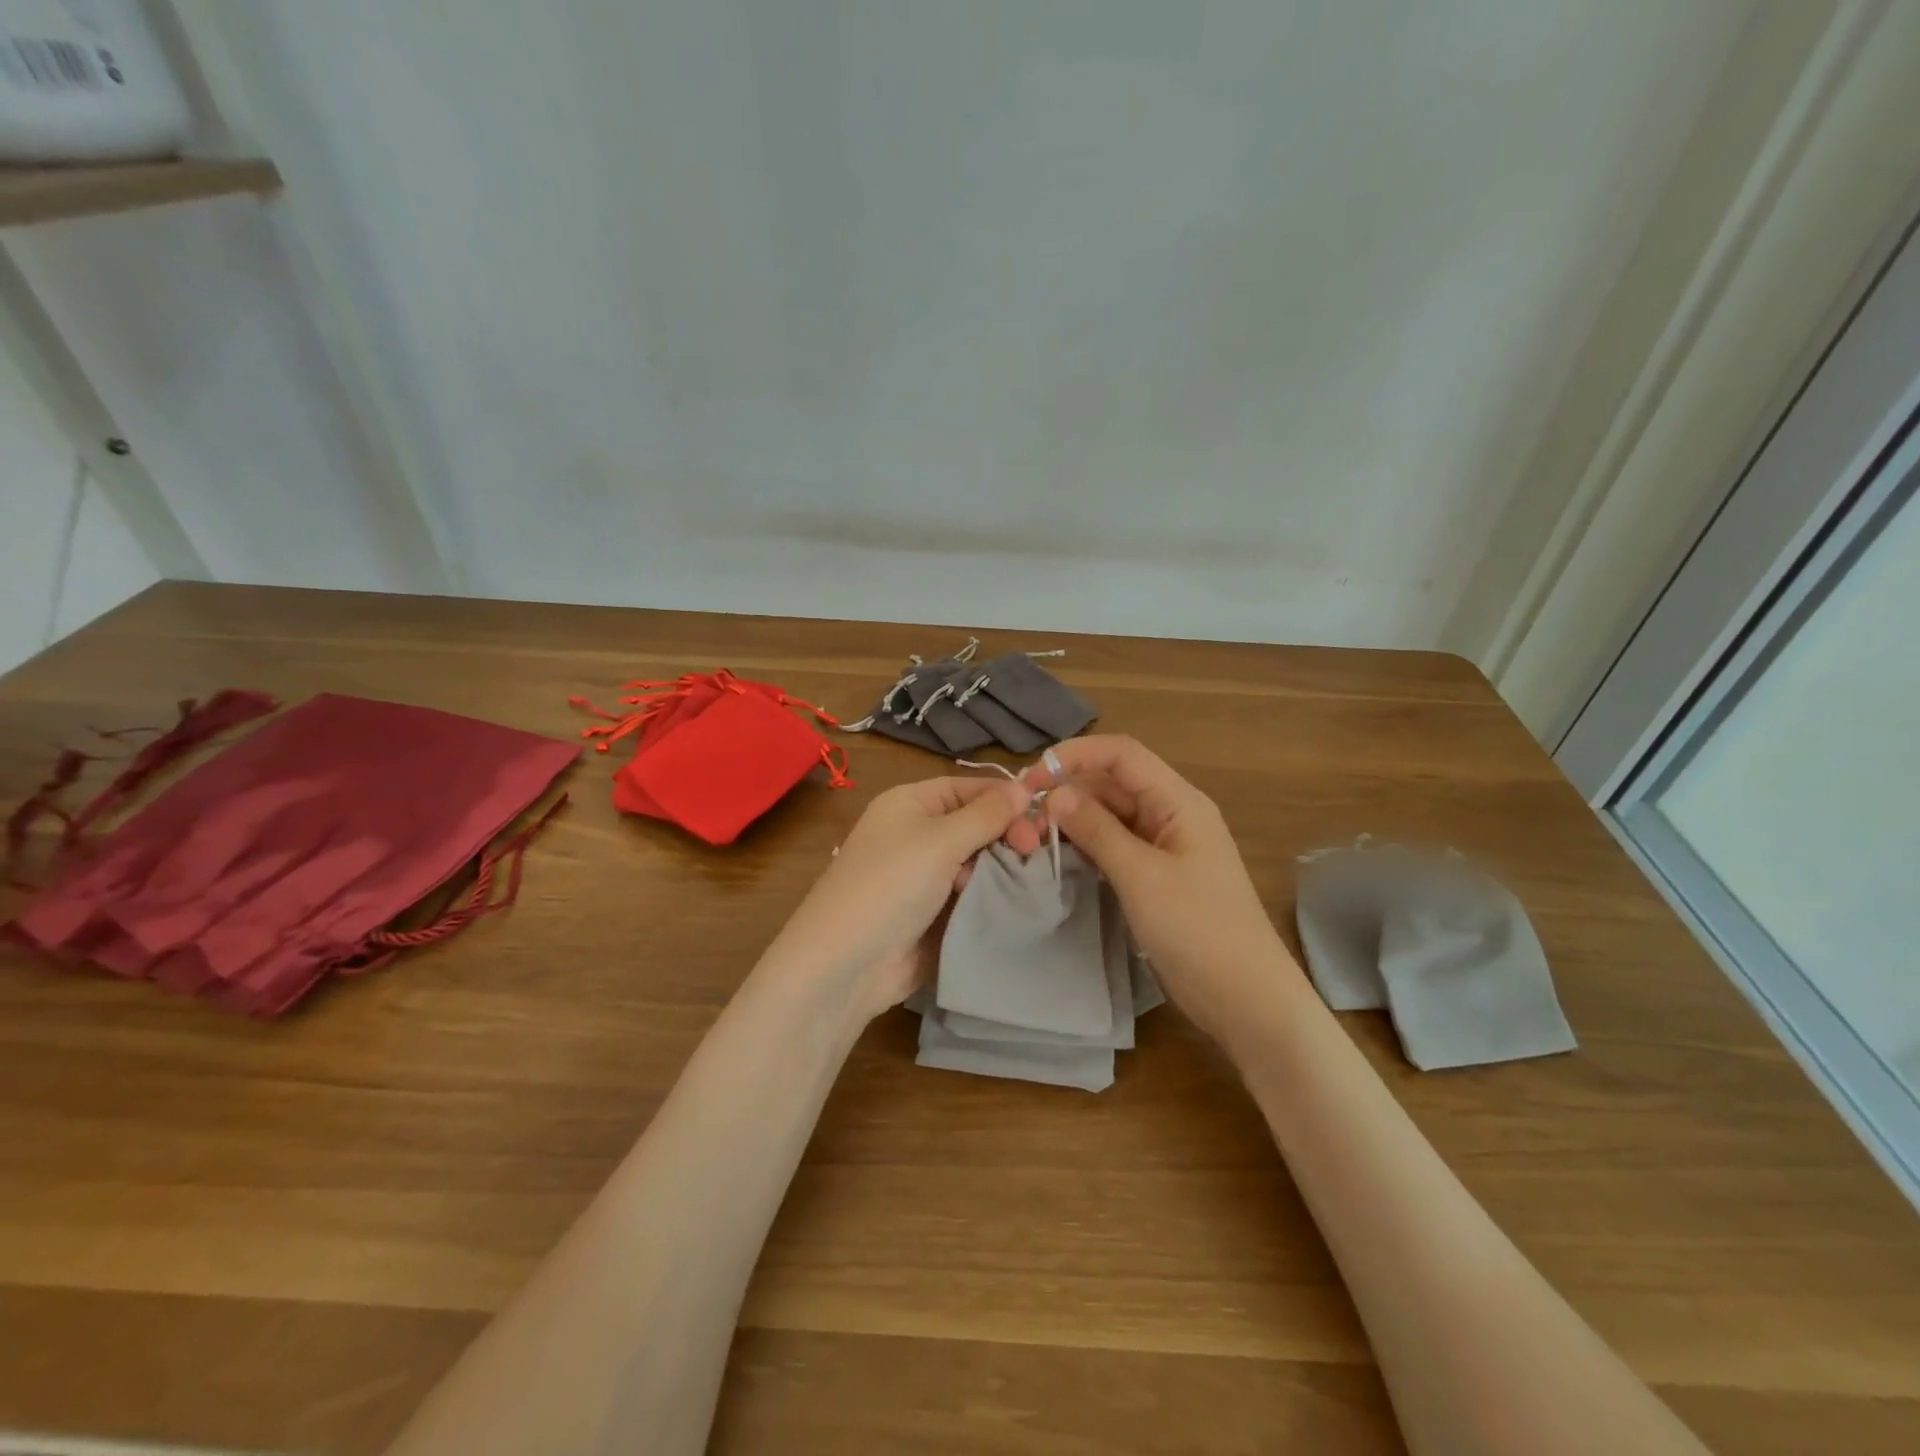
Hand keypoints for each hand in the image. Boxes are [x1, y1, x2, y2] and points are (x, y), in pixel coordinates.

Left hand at [767, 775, 1032, 1019]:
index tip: (1042, 815)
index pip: (968, 788)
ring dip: (1002, 868)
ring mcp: (925, 876)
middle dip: (1006, 834)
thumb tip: (1024, 787)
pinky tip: (1017, 900)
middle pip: (975, 824)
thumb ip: (986, 814)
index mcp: (911, 804)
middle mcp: (917, 834)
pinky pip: (971, 894)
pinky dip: (992, 895)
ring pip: (978, 861)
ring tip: (1028, 878)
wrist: (848, 963)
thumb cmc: (891, 884)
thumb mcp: (940, 840)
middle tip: (1034, 851)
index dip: (1004, 798)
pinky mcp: (934, 912)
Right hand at [1024, 736, 1299, 1041]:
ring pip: (1111, 814)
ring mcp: (1164, 846)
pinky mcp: (1155, 875)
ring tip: (1034, 836)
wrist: (1243, 996)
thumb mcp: (1140, 875)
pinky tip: (1060, 856)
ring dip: (1074, 819)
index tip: (1032, 778)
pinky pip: (1115, 845)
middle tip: (1024, 816)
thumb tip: (1055, 794)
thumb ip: (1097, 830)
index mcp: (1178, 801)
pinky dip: (1087, 845)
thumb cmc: (1197, 928)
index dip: (1075, 756)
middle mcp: (1170, 814)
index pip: (1121, 754)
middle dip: (1069, 790)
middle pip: (1113, 782)